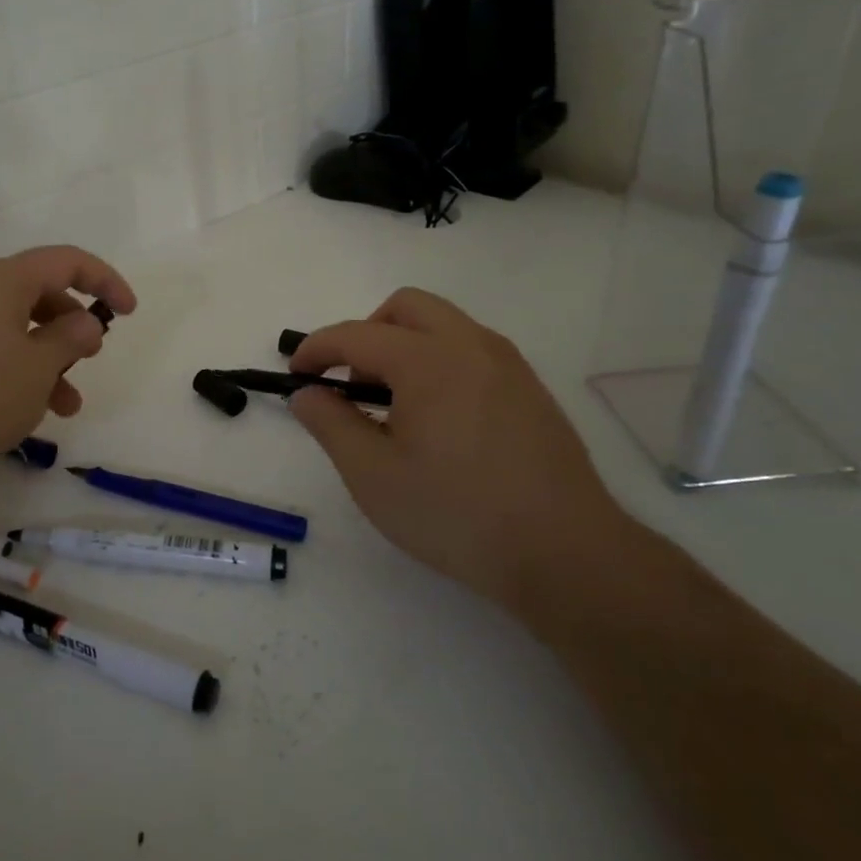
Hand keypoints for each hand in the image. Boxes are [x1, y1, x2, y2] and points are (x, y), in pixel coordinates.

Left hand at [0, 245, 135, 496]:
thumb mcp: (37, 368)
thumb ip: (70, 339)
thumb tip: (85, 323)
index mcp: (0, 281)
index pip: (65, 260)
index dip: (104, 280)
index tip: (128, 312)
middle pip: (37, 294)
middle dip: (71, 327)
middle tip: (88, 360)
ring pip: (13, 331)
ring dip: (46, 361)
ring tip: (65, 407)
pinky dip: (14, 374)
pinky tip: (22, 415)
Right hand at [288, 287, 627, 611]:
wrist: (565, 554)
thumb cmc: (455, 513)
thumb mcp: (372, 475)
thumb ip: (330, 424)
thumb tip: (306, 394)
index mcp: (427, 359)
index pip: (355, 334)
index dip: (317, 349)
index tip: (296, 374)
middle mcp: (470, 345)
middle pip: (406, 307)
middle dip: (366, 332)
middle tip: (351, 382)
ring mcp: (508, 365)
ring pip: (444, 324)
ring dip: (405, 344)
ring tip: (394, 404)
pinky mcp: (531, 390)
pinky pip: (472, 351)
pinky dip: (439, 361)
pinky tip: (439, 420)